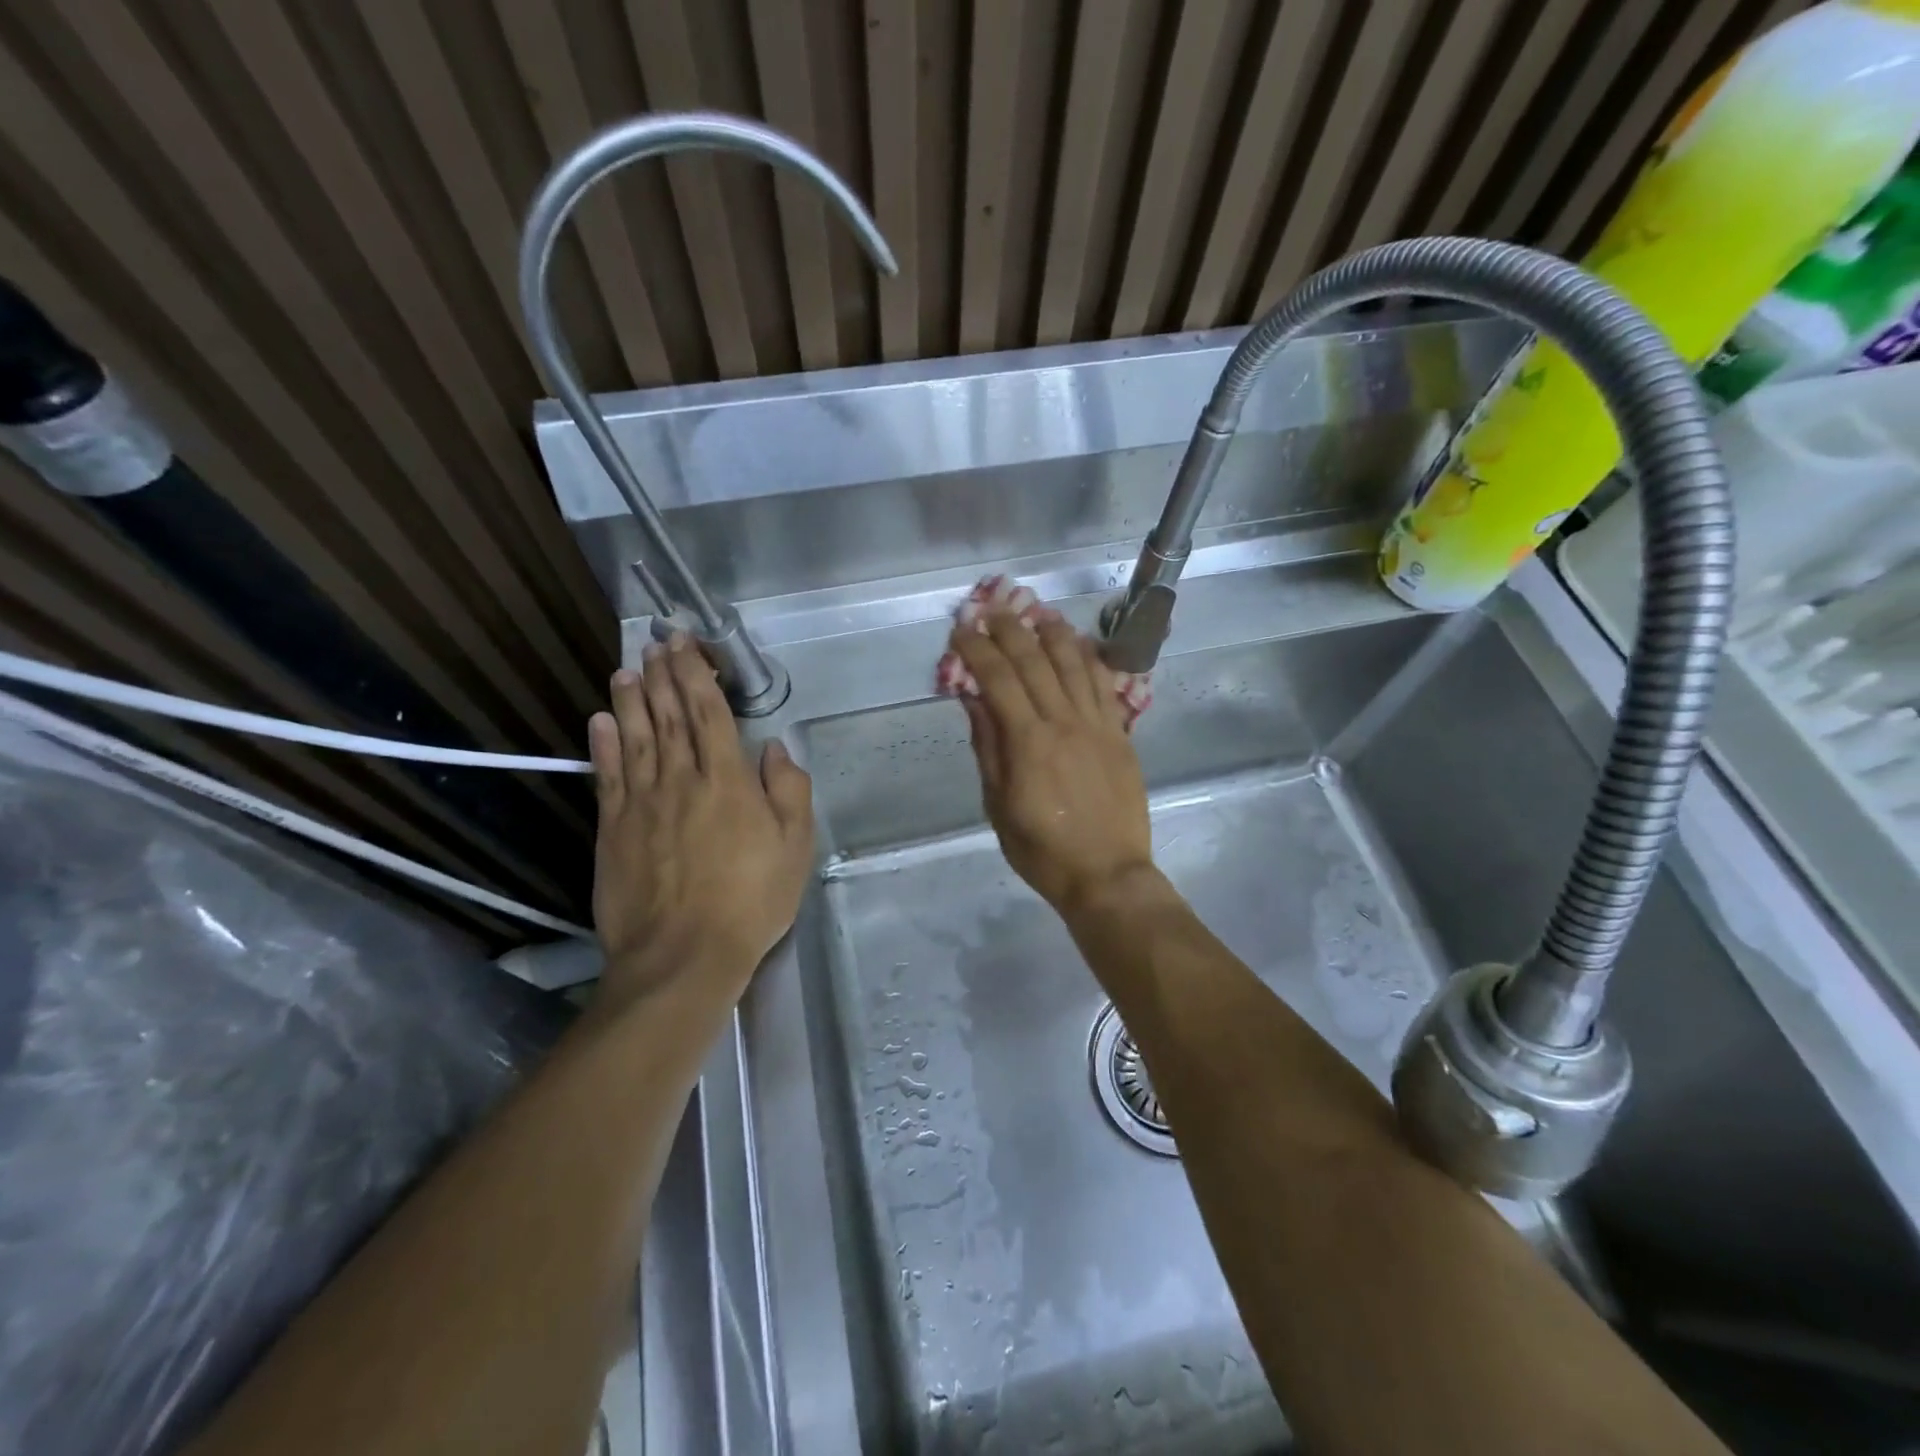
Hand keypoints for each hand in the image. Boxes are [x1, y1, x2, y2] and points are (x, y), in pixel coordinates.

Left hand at [588, 635, 813, 1004]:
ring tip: (627, 670)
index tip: (685, 646)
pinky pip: (607, 777)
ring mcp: (642, 804)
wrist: (683, 956)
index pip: (709, 714)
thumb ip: (788, 791)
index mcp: (728, 781)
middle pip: (670, 717)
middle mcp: (681, 780)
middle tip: (655, 644)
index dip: (696, 675)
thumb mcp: (795, 847)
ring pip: (636, 739)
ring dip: (631, 700)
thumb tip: (774, 747)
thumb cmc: (751, 901)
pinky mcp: (613, 830)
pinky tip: (600, 721)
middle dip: (662, 676)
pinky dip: (604, 745)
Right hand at [951, 607, 1155, 912]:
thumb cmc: (1042, 850)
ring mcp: (1098, 725)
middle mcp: (1064, 722)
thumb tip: (974, 699)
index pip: (998, 679)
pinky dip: (1089, 658)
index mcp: (1028, 742)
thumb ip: (988, 747)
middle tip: (992, 611)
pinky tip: (1077, 644)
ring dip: (1052, 633)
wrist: (1107, 874)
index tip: (961, 630)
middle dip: (1010, 630)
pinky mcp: (1120, 734)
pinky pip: (1104, 685)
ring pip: (1074, 664)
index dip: (977, 649)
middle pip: (1035, 661)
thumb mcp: (999, 805)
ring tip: (1036, 613)